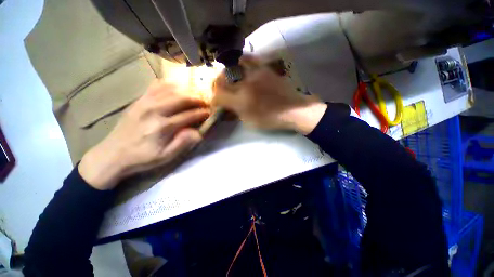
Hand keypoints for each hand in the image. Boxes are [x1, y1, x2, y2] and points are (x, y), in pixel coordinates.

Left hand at [79, 80, 209, 189]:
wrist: (112, 154)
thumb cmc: (142, 157)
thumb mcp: (165, 156)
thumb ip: (183, 143)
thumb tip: (199, 132)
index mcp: (163, 127)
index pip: (189, 115)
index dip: (202, 113)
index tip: (209, 113)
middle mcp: (155, 111)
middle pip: (181, 99)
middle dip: (197, 100)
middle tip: (205, 103)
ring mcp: (144, 103)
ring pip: (170, 90)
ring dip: (185, 92)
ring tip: (194, 96)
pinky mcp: (138, 101)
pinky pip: (155, 86)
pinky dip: (168, 85)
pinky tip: (175, 87)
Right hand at [213, 55, 326, 133]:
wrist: (294, 110)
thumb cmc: (271, 119)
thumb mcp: (250, 122)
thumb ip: (236, 113)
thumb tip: (226, 109)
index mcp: (241, 101)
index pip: (218, 95)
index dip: (214, 99)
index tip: (216, 102)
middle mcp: (245, 84)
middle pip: (222, 80)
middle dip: (217, 85)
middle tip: (220, 90)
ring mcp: (255, 74)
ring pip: (233, 66)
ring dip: (227, 73)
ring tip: (229, 78)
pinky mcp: (265, 69)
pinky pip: (249, 59)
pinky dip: (241, 61)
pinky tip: (241, 66)